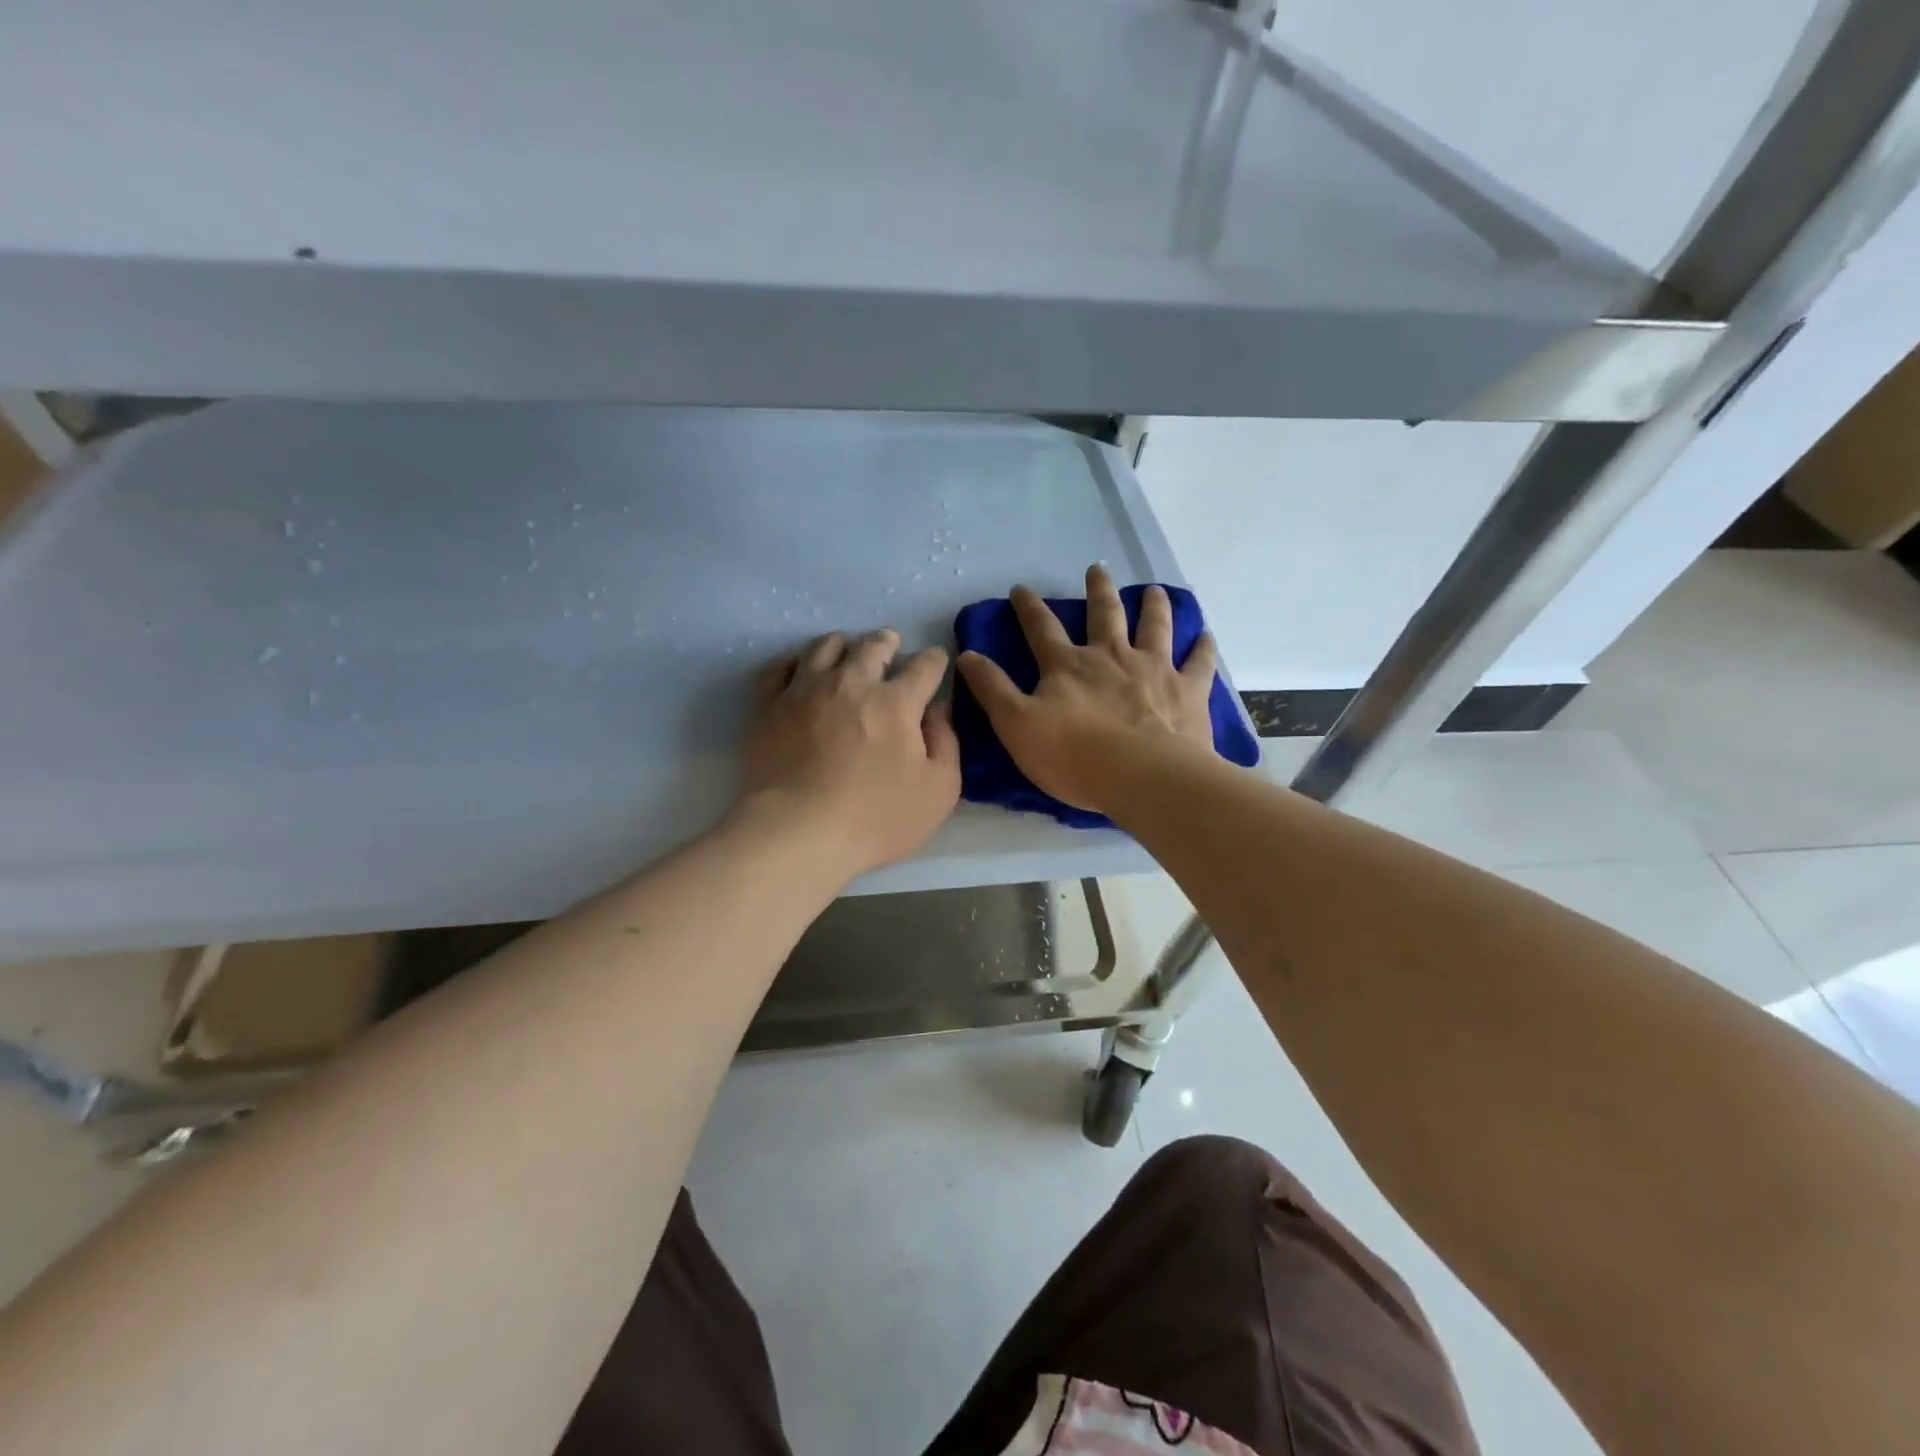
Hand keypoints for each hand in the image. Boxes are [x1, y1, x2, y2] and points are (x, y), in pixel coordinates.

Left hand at [737, 629, 960, 877]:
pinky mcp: (768, 706)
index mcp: (896, 702)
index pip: (924, 666)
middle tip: (890, 645)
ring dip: (843, 645)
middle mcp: (851, 684)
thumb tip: (937, 710)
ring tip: (845, 651)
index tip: (936, 662)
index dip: (935, 660)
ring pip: (825, 647)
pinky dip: (794, 663)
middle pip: (872, 646)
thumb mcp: (939, 791)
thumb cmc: (876, 820)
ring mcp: (805, 691)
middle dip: (887, 642)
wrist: (797, 834)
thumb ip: (946, 743)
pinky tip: (799, 670)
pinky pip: (779, 668)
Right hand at [956, 564, 1217, 815]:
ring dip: (1153, 606)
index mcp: (1068, 666)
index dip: (1029, 608)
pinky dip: (1202, 647)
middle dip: (1098, 590)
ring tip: (1154, 591)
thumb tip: (966, 655)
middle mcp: (1111, 656)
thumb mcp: (1016, 725)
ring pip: (1154, 626)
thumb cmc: (1074, 756)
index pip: (1042, 628)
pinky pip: (1199, 662)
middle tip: (1097, 569)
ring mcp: (1154, 669)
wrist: (1142, 776)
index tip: (1021, 589)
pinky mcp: (1187, 690)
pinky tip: (1206, 636)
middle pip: (1104, 614)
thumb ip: (992, 689)